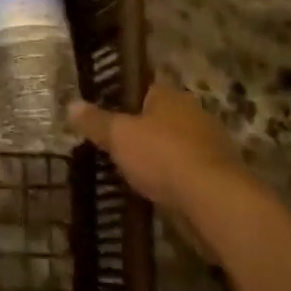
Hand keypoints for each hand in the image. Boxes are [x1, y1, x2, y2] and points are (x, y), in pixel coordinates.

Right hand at [69, 82, 262, 249]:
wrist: (214, 202)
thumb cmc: (163, 155)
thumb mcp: (118, 136)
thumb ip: (95, 121)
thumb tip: (71, 104)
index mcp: (170, 96)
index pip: (144, 89)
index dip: (124, 100)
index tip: (107, 114)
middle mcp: (194, 115)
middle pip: (161, 119)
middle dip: (142, 132)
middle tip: (116, 146)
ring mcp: (211, 147)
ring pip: (176, 147)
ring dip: (160, 159)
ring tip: (132, 173)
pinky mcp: (220, 179)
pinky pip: (188, 174)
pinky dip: (174, 182)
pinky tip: (156, 194)